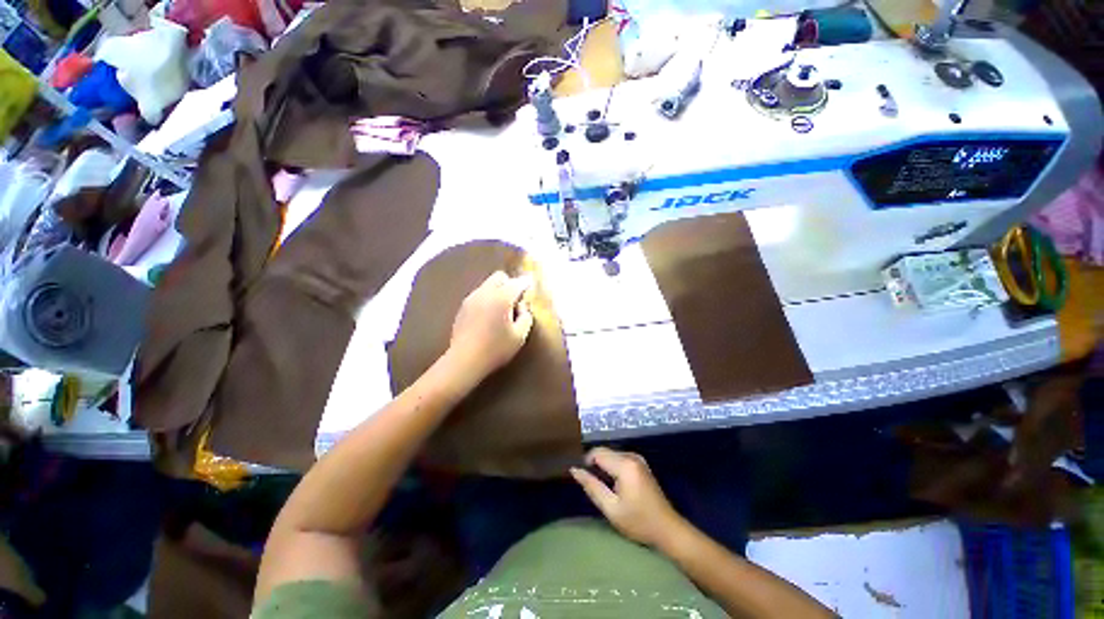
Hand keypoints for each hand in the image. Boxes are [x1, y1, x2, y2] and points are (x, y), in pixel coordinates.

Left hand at [447, 271, 534, 380]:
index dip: (526, 283)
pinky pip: (479, 295)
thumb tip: (522, 306)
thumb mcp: (519, 336)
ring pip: (487, 285)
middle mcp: (485, 292)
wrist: (464, 360)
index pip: (517, 283)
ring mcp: (471, 298)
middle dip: (510, 284)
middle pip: (499, 277)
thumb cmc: (496, 349)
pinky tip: (488, 316)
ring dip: (497, 291)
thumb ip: (526, 316)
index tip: (531, 286)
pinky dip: (487, 299)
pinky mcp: (463, 307)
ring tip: (501, 310)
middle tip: (515, 300)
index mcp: (502, 297)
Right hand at [571, 448, 685, 547]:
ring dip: (603, 465)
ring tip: (601, 485)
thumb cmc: (638, 522)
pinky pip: (619, 458)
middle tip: (590, 484)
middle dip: (594, 464)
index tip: (582, 478)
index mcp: (624, 465)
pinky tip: (613, 484)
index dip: (585, 462)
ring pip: (611, 454)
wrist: (667, 529)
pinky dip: (612, 466)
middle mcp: (631, 456)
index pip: (597, 453)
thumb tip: (574, 470)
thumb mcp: (611, 508)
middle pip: (604, 451)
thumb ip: (592, 486)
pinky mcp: (640, 464)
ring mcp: (637, 458)